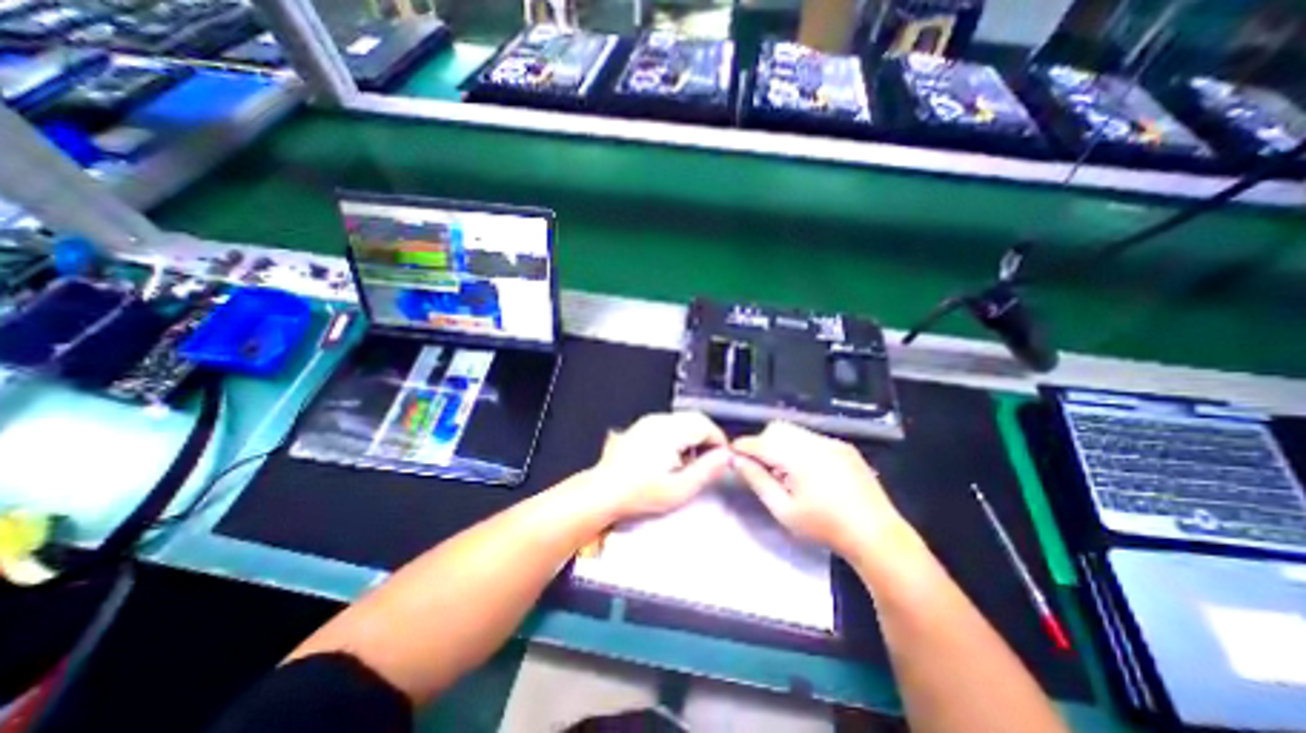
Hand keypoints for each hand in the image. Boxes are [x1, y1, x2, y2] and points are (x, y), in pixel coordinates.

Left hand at [585, 413, 730, 521]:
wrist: (603, 492)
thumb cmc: (638, 493)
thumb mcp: (679, 489)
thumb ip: (707, 471)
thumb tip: (726, 457)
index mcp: (670, 431)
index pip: (705, 425)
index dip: (719, 441)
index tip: (722, 458)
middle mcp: (659, 421)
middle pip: (695, 419)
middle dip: (707, 438)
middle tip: (709, 462)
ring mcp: (647, 422)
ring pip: (682, 421)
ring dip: (692, 437)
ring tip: (690, 463)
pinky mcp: (640, 428)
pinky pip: (668, 425)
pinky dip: (678, 437)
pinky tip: (672, 458)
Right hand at [730, 421, 911, 556]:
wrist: (877, 535)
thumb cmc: (825, 527)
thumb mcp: (784, 510)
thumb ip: (757, 481)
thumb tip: (737, 461)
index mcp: (798, 457)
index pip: (759, 442)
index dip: (742, 447)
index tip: (733, 456)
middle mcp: (814, 442)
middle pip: (776, 429)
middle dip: (763, 443)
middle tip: (763, 467)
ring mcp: (831, 442)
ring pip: (794, 430)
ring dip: (781, 443)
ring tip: (786, 471)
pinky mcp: (844, 446)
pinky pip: (812, 437)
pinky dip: (800, 447)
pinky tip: (809, 471)